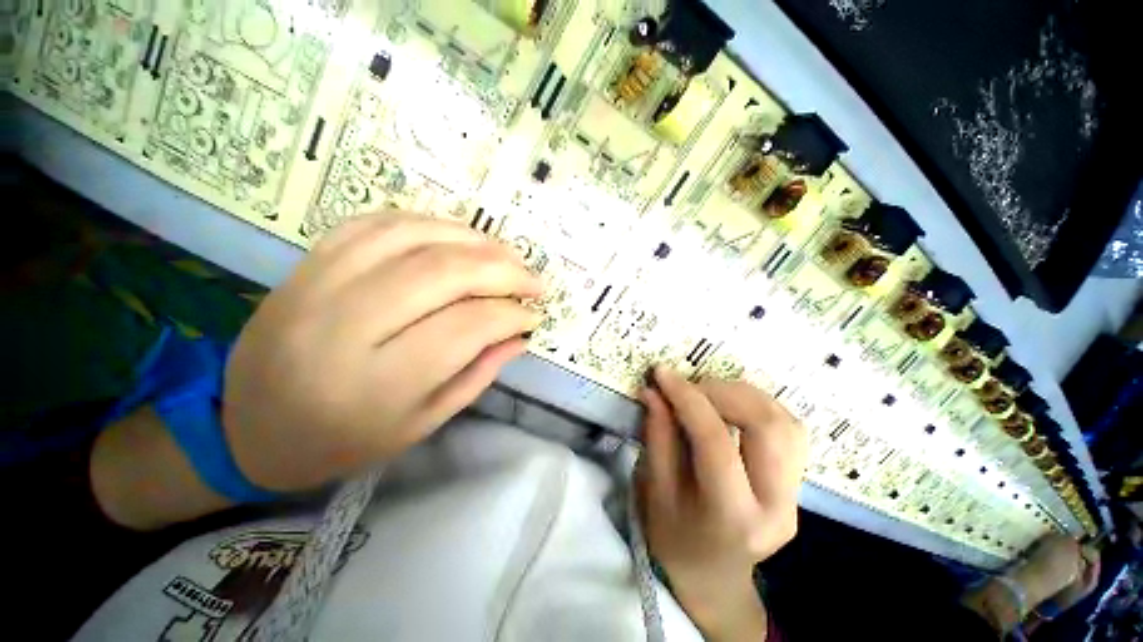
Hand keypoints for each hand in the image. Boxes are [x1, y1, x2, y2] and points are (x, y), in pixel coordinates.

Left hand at [222, 212, 542, 491]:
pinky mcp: (309, 261)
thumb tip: (521, 334)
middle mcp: (344, 324)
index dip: (511, 314)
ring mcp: (319, 283)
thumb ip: (478, 374)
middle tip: (532, 281)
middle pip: (445, 272)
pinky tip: (458, 238)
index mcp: (376, 382)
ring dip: (475, 241)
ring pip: (416, 236)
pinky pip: (380, 223)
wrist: (245, 426)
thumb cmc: (342, 441)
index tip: (533, 315)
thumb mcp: (422, 424)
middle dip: (504, 270)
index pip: (467, 326)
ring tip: (505, 256)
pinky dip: (431, 224)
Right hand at [636, 367, 806, 640]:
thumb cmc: (674, 538)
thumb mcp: (656, 491)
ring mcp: (796, 495)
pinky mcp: (798, 483)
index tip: (662, 373)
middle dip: (722, 391)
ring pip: (784, 421)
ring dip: (743, 394)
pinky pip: (789, 428)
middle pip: (766, 425)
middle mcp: (777, 506)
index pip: (715, 441)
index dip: (686, 398)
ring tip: (707, 392)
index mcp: (733, 517)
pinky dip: (758, 405)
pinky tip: (731, 405)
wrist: (713, 576)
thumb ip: (657, 436)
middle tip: (688, 386)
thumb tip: (653, 391)